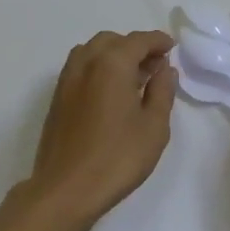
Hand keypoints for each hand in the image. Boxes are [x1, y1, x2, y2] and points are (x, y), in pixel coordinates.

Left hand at [19, 30, 176, 229]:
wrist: (66, 189)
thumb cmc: (117, 158)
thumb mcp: (154, 126)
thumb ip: (162, 91)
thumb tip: (164, 69)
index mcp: (112, 64)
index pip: (138, 41)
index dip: (158, 41)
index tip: (171, 48)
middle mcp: (86, 63)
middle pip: (113, 41)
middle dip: (135, 47)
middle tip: (155, 66)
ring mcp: (67, 80)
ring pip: (92, 52)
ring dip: (114, 55)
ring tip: (133, 78)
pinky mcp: (57, 98)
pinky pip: (81, 68)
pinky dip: (98, 68)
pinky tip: (111, 93)